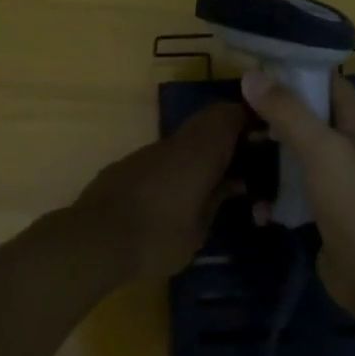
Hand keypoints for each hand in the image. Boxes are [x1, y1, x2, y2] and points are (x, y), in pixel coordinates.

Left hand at [67, 102, 244, 282]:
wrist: (93, 241)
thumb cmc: (156, 237)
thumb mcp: (199, 230)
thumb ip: (217, 201)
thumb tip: (235, 184)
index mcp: (198, 152)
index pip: (227, 115)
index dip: (247, 119)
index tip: (262, 136)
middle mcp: (172, 144)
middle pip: (204, 124)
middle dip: (225, 139)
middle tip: (242, 164)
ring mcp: (144, 153)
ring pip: (181, 143)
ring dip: (198, 156)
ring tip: (211, 185)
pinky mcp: (124, 167)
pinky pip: (160, 159)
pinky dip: (174, 169)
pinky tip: (174, 198)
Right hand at [240, 69, 354, 315]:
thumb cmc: (354, 202)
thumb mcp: (321, 149)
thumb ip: (287, 111)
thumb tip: (251, 75)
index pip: (323, 80)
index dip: (291, 70)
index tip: (251, 67)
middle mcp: (345, 143)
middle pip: (303, 115)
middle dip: (271, 112)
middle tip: (234, 112)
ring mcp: (332, 176)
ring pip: (293, 151)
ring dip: (267, 152)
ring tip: (235, 150)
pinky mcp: (319, 206)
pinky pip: (290, 187)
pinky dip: (272, 191)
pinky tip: (254, 201)